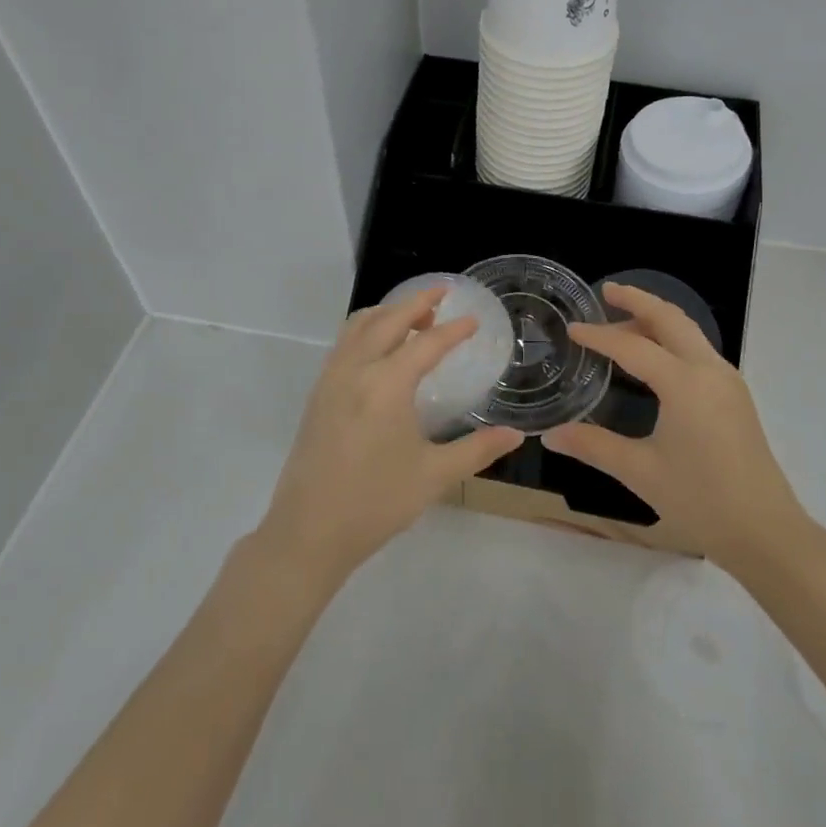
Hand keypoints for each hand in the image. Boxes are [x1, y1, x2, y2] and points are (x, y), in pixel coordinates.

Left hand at [256, 287, 523, 585]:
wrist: (309, 532)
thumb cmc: (376, 502)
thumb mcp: (434, 476)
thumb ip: (478, 450)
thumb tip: (516, 435)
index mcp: (386, 385)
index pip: (426, 344)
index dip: (453, 331)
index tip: (474, 321)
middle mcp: (355, 371)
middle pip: (387, 320)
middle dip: (416, 303)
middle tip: (442, 294)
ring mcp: (330, 380)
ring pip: (358, 326)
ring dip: (387, 313)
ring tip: (414, 318)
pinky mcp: (317, 395)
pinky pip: (343, 344)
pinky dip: (366, 330)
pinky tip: (380, 349)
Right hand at [544, 282, 810, 575]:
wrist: (766, 531)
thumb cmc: (701, 500)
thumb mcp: (640, 472)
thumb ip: (593, 446)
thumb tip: (549, 436)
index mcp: (684, 384)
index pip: (632, 347)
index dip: (599, 336)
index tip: (572, 329)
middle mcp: (709, 370)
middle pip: (670, 319)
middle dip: (638, 301)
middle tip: (607, 291)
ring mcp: (727, 381)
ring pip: (689, 332)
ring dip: (656, 319)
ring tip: (623, 320)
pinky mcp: (735, 396)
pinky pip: (699, 350)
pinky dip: (672, 339)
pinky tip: (654, 358)